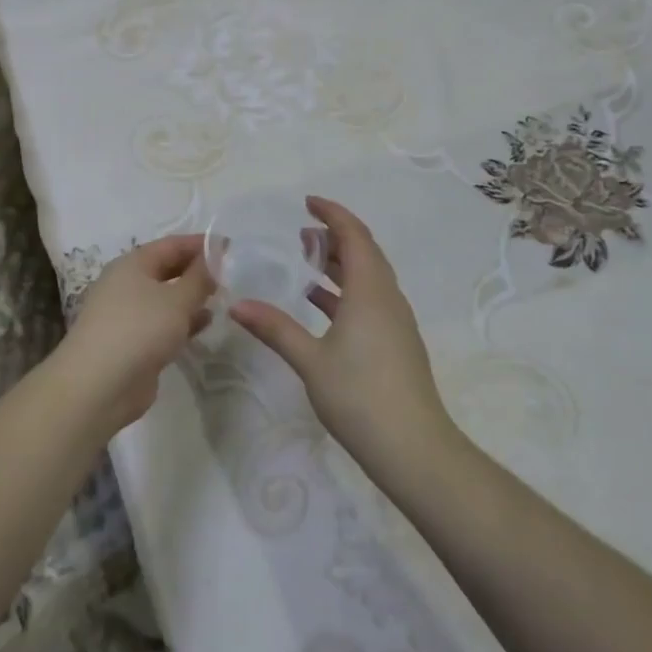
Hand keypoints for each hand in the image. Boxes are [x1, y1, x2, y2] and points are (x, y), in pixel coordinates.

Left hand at [57, 234, 214, 436]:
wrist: (98, 386)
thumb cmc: (139, 330)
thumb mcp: (177, 300)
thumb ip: (200, 277)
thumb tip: (215, 256)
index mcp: (133, 264)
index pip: (171, 245)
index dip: (200, 244)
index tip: (230, 247)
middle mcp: (128, 285)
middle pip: (168, 270)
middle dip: (197, 270)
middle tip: (230, 274)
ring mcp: (129, 315)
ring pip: (167, 298)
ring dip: (192, 297)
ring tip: (223, 298)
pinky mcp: (134, 343)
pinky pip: (164, 323)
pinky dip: (184, 321)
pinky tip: (206, 324)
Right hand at [230, 196, 457, 481]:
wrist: (413, 448)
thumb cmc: (360, 396)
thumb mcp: (310, 361)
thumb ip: (275, 328)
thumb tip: (238, 305)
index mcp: (370, 291)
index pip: (355, 236)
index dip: (333, 214)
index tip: (307, 203)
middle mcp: (387, 298)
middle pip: (365, 252)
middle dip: (335, 237)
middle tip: (302, 233)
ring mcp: (395, 322)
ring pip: (369, 277)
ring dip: (341, 264)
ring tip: (307, 261)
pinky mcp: (396, 342)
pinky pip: (370, 300)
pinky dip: (346, 291)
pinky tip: (322, 305)